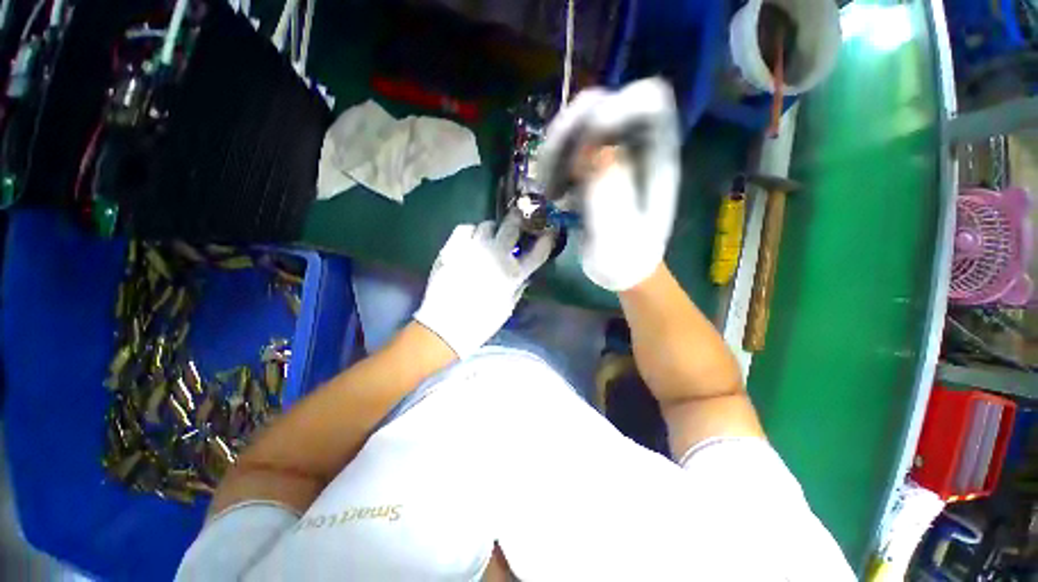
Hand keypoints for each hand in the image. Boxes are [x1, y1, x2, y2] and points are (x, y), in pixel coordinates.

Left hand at [413, 214, 554, 357]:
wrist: (445, 325)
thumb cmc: (480, 322)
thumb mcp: (507, 308)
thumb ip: (518, 288)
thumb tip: (524, 275)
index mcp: (513, 275)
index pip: (538, 252)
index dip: (546, 239)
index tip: (548, 232)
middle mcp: (496, 256)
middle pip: (512, 227)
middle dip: (518, 220)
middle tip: (516, 220)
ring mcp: (474, 248)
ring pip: (488, 224)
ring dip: (492, 230)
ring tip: (489, 237)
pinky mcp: (453, 247)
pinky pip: (465, 228)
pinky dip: (471, 232)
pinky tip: (470, 240)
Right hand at [540, 78, 679, 291]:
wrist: (621, 270)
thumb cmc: (627, 260)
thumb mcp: (620, 238)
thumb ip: (610, 197)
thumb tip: (594, 150)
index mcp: (657, 158)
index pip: (648, 103)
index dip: (616, 107)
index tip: (586, 142)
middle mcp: (634, 148)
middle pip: (602, 105)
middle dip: (570, 131)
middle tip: (550, 171)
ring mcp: (610, 156)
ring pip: (577, 126)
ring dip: (555, 151)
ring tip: (549, 189)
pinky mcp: (591, 169)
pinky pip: (566, 150)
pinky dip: (552, 165)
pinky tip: (552, 193)